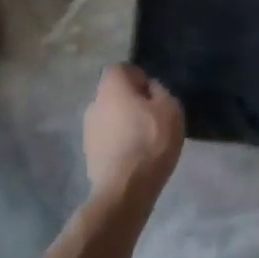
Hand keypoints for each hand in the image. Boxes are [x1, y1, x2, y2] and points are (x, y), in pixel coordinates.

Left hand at [84, 64, 184, 203]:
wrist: (125, 188)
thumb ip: (160, 91)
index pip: (122, 69)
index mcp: (112, 86)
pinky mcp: (88, 152)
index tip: (154, 96)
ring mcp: (88, 129)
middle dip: (131, 101)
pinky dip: (119, 142)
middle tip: (153, 118)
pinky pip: (107, 138)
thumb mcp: (170, 109)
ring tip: (145, 140)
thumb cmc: (151, 141)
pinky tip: (134, 156)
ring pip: (110, 116)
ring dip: (124, 123)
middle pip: (114, 93)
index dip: (140, 79)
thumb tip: (149, 90)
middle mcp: (94, 102)